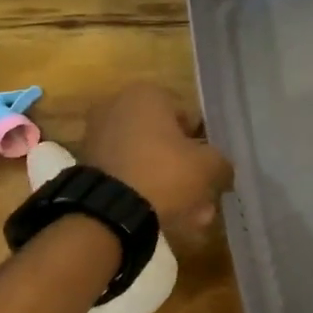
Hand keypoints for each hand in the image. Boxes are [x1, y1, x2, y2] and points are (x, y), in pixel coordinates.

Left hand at [81, 84, 233, 236]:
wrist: (110, 210)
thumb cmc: (165, 172)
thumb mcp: (208, 166)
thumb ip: (221, 162)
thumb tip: (222, 168)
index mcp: (147, 95)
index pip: (188, 117)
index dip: (204, 144)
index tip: (209, 168)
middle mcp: (118, 107)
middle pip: (166, 141)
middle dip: (187, 170)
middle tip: (204, 197)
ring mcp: (100, 137)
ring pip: (149, 162)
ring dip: (171, 186)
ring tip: (191, 217)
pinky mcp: (90, 166)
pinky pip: (129, 175)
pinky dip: (147, 191)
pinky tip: (167, 218)